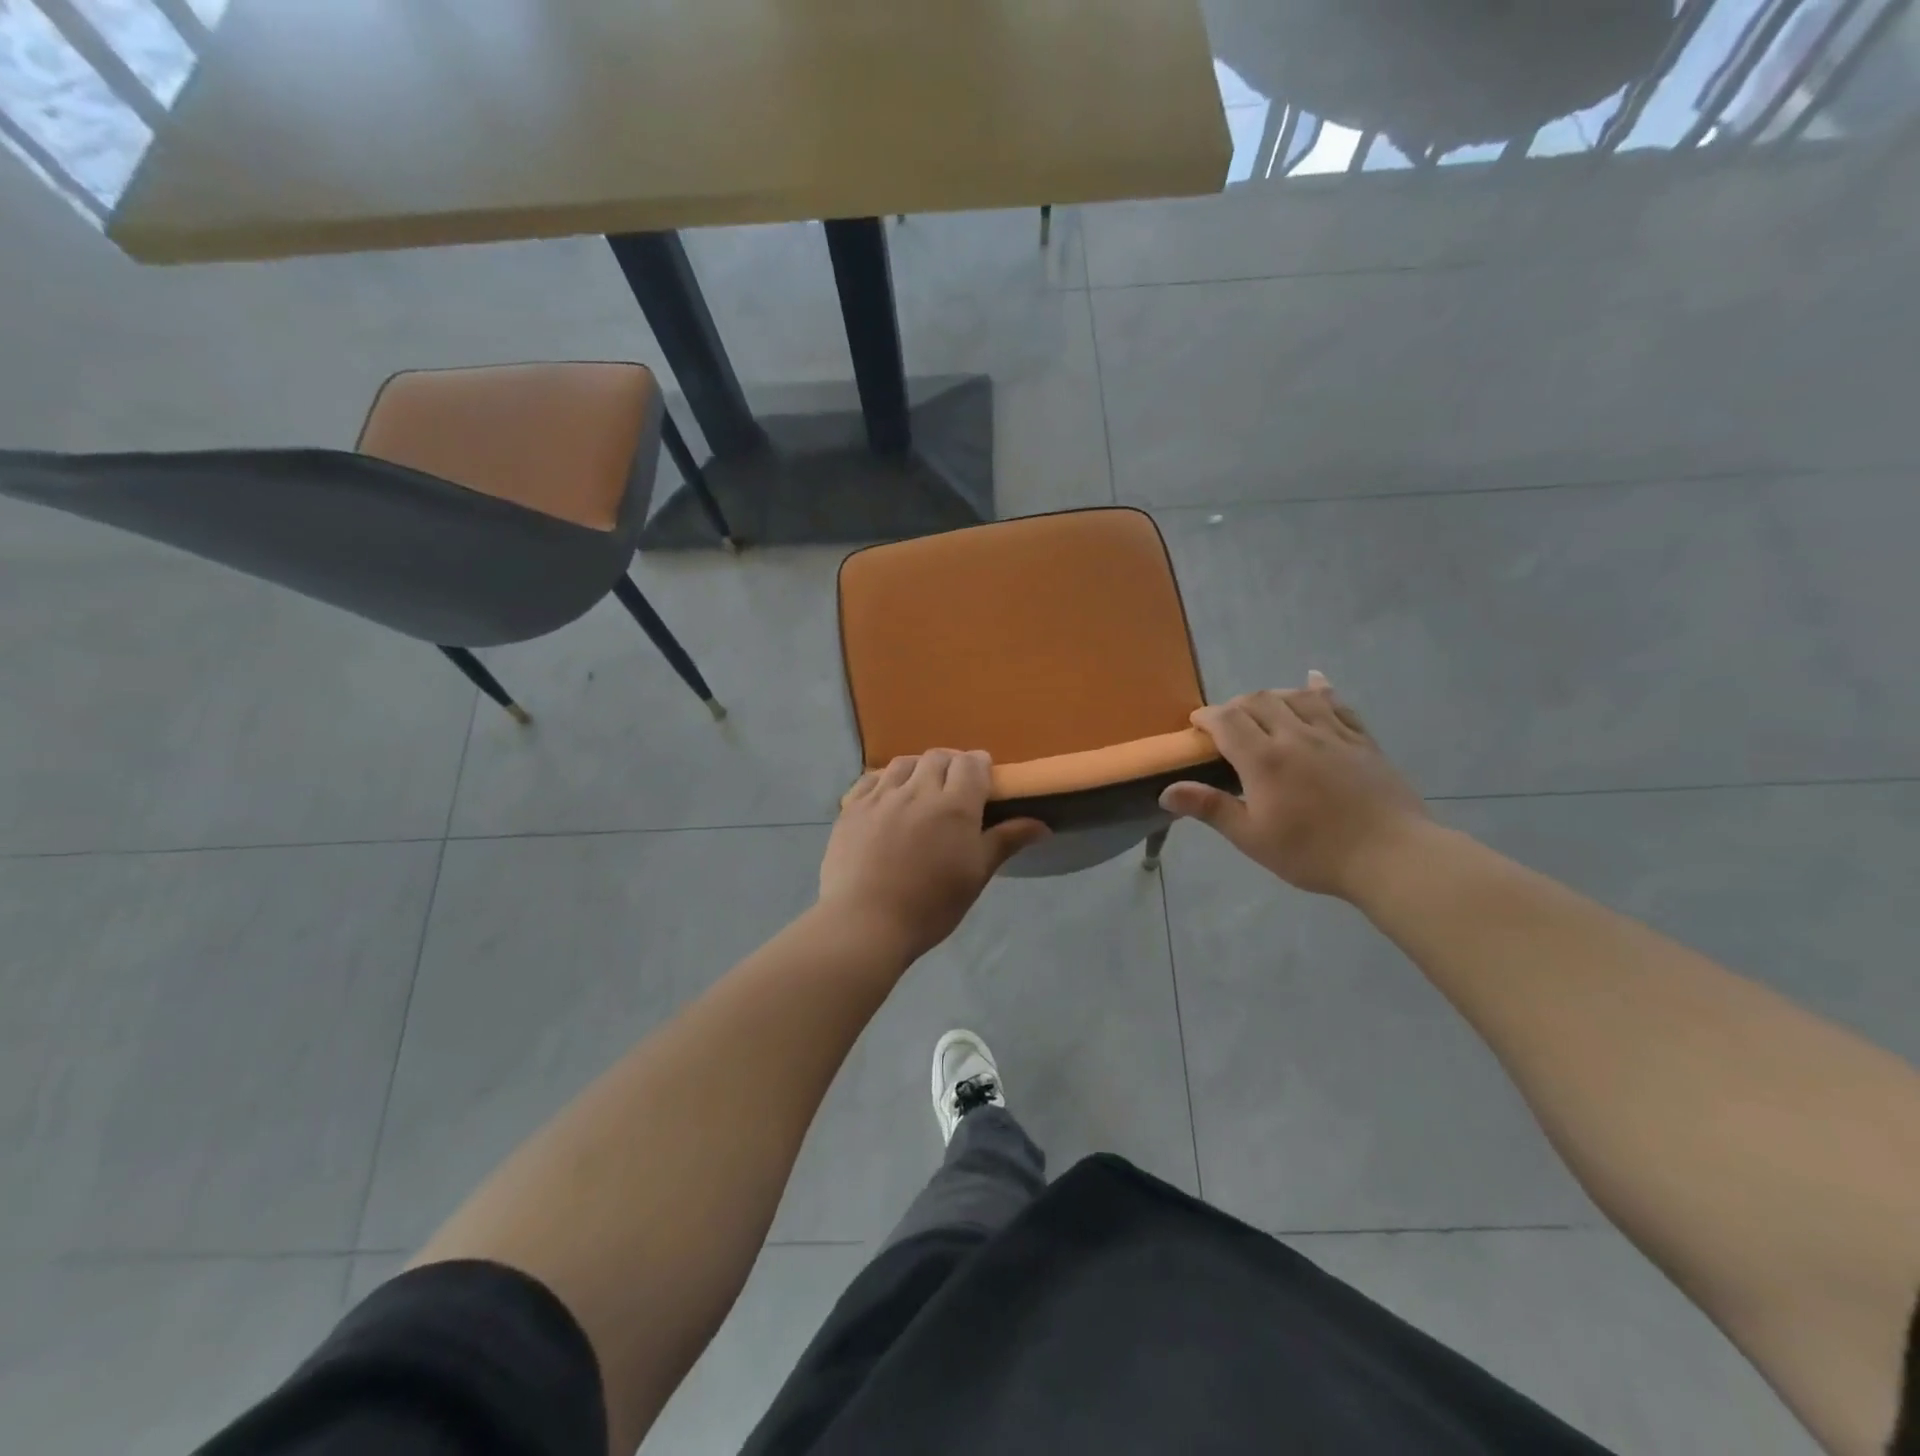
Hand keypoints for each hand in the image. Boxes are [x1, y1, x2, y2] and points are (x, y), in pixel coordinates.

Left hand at [819, 750, 1048, 959]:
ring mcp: (881, 796)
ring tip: (920, 789)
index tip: (982, 780)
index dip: (979, 765)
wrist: (865, 923)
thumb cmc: (930, 906)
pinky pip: (871, 778)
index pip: (971, 763)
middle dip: (951, 764)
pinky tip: (887, 796)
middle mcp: (918, 791)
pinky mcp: (852, 808)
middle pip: (938, 757)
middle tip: (954, 788)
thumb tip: (1042, 825)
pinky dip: (885, 780)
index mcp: (954, 806)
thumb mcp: (975, 876)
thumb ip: (1005, 841)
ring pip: (904, 763)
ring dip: (918, 768)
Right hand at [1160, 671, 1428, 899]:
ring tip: (1261, 710)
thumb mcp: (1253, 837)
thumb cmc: (1313, 852)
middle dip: (1234, 706)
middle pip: (1257, 701)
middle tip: (1226, 725)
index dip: (1207, 718)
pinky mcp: (1362, 740)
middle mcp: (1295, 735)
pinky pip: (1337, 704)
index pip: (1226, 720)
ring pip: (1294, 697)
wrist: (1391, 856)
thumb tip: (1166, 792)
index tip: (1196, 726)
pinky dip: (1319, 689)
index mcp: (1264, 759)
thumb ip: (1210, 808)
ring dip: (1271, 696)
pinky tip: (1312, 681)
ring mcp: (1332, 734)